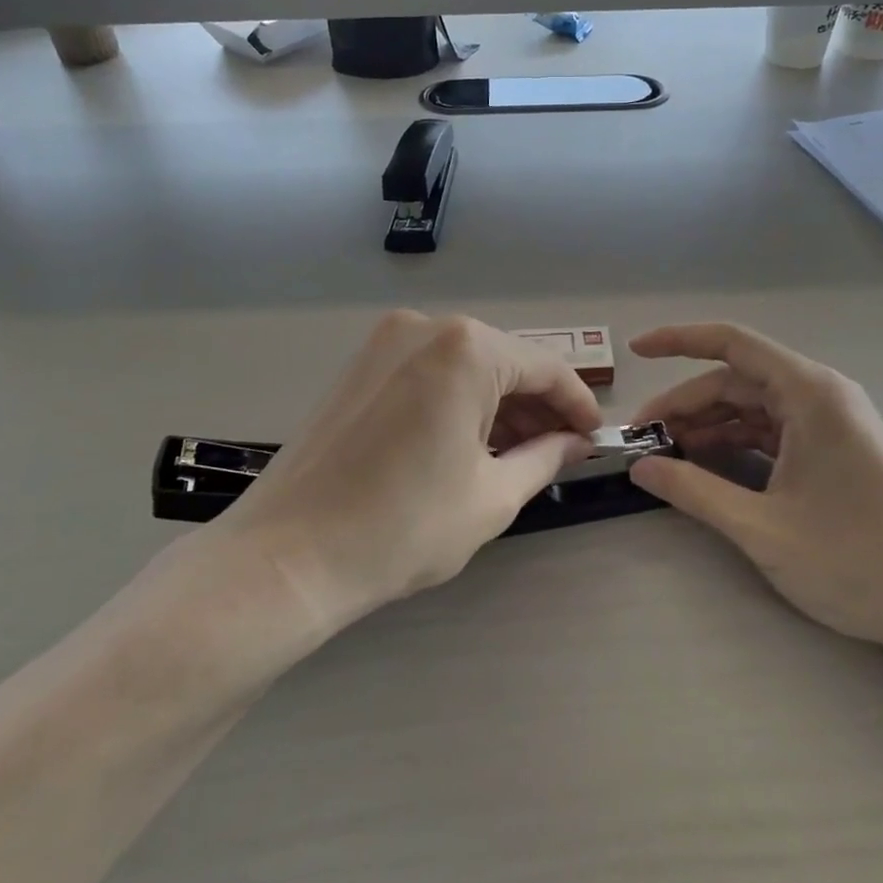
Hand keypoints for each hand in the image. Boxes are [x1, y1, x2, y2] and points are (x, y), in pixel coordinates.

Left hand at [203, 312, 601, 629]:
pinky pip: (429, 372)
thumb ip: (545, 457)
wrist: (288, 555)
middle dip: (537, 406)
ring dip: (498, 405)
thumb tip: (576, 442)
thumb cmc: (403, 526)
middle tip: (560, 452)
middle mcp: (425, 327)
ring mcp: (385, 342)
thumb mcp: (492, 496)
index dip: (578, 404)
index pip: (545, 367)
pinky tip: (470, 442)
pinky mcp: (360, 366)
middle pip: (503, 361)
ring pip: (465, 366)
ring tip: (519, 455)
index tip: (595, 438)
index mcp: (466, 348)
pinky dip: (458, 401)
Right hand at [628, 323, 882, 654]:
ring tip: (666, 456)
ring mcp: (829, 423)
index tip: (636, 351)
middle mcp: (821, 395)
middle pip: (737, 381)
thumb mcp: (762, 528)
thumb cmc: (856, 561)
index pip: (732, 344)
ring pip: (752, 407)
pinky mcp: (833, 449)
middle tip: (642, 440)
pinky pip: (771, 431)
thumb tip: (639, 469)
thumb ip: (694, 492)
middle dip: (685, 405)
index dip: (678, 341)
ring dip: (708, 426)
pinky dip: (734, 444)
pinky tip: (705, 467)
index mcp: (810, 393)